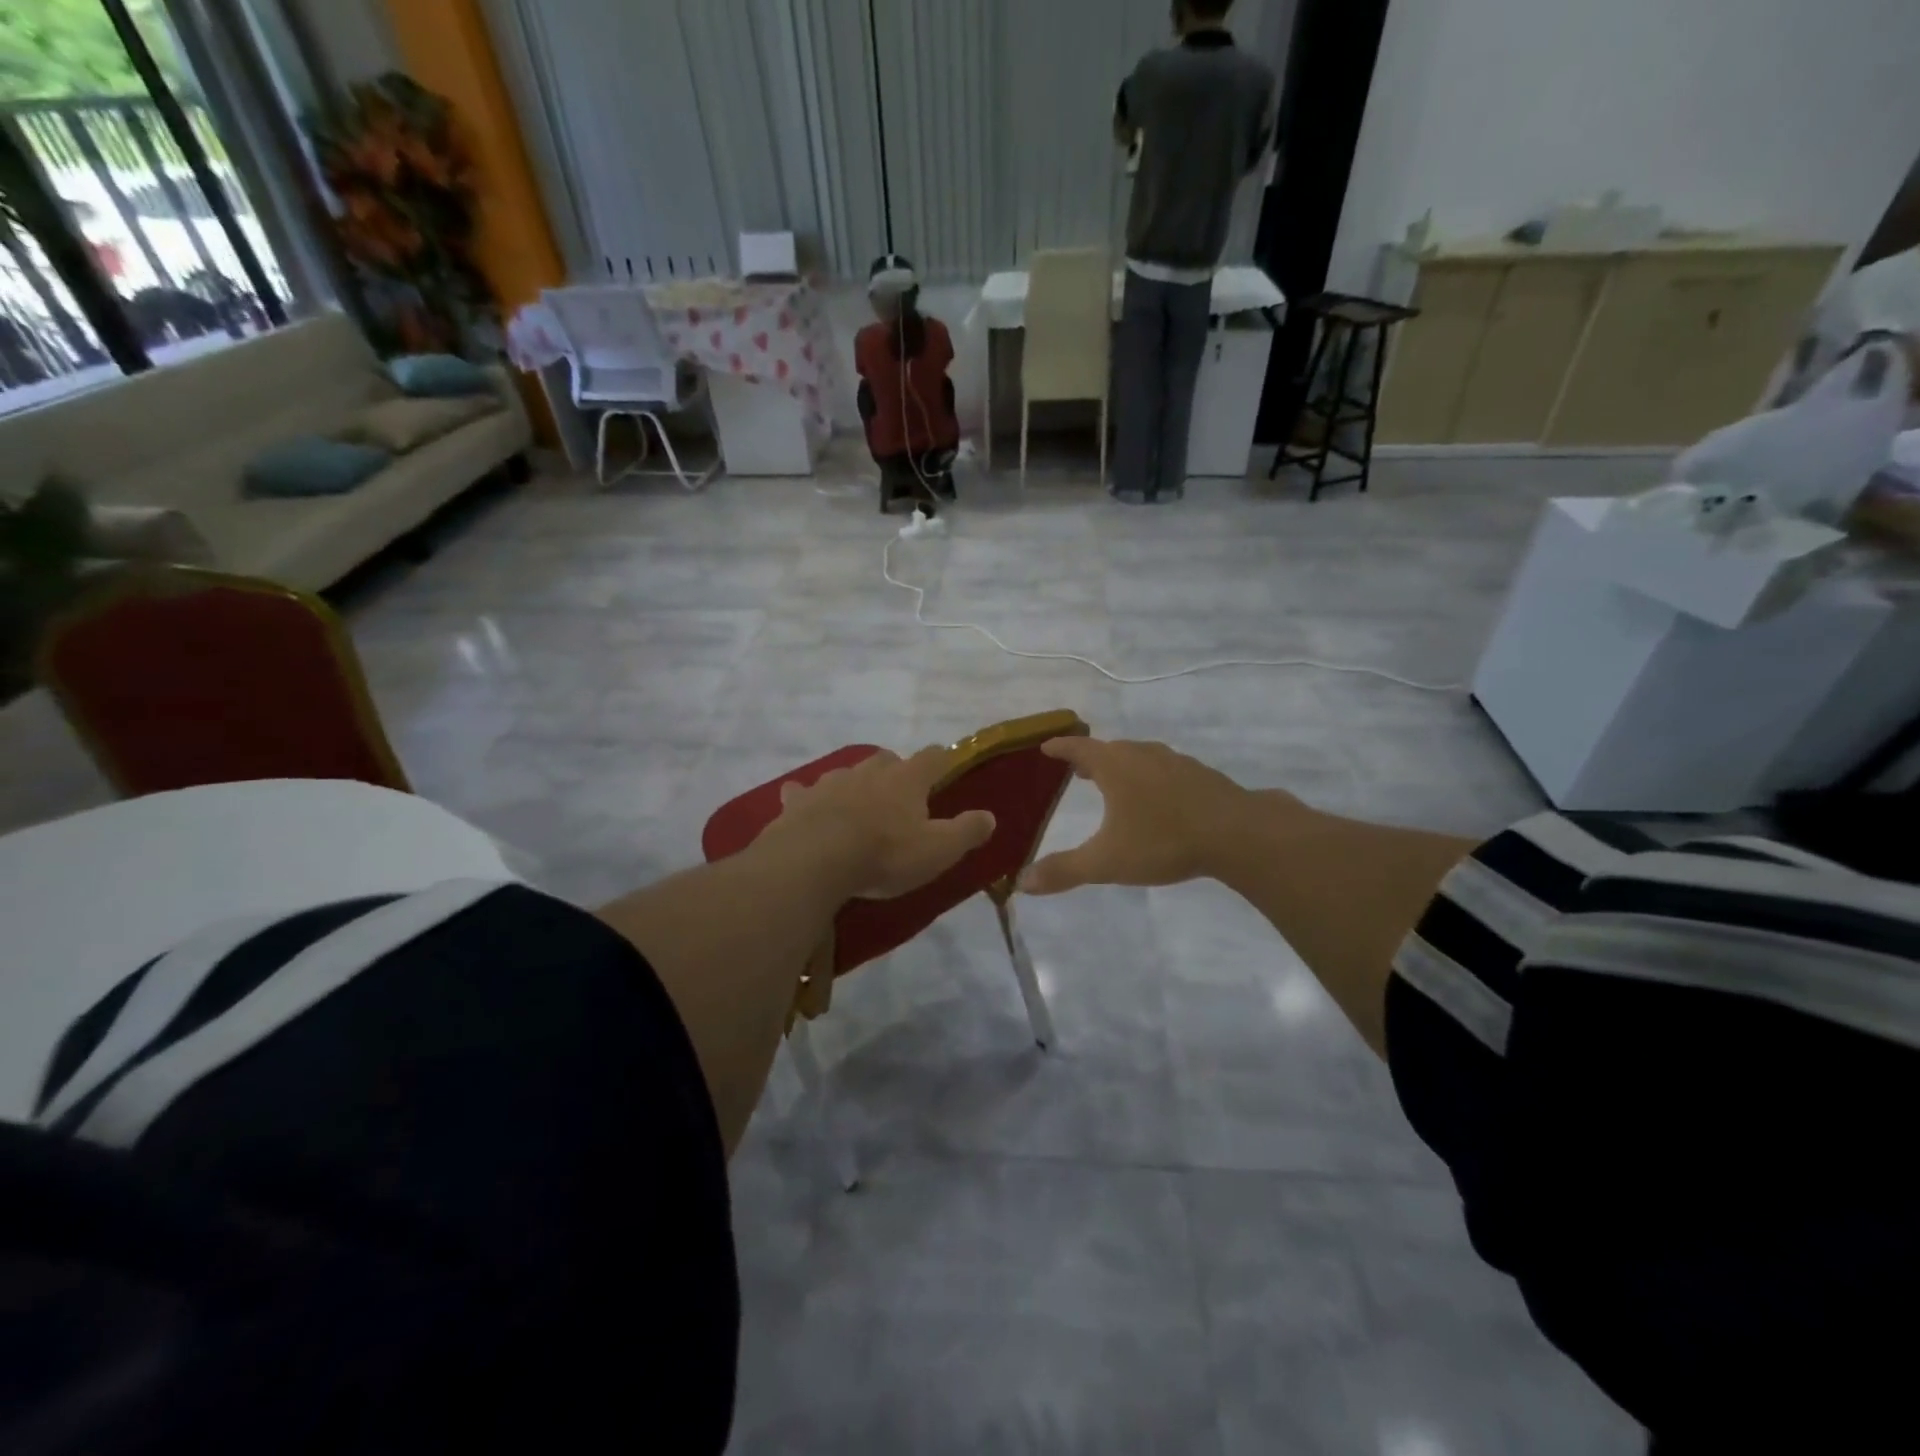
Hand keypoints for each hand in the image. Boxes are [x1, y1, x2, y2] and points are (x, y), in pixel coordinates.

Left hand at [769, 746, 996, 900]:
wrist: (815, 860)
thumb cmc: (884, 854)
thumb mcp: (938, 850)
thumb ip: (966, 831)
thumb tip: (990, 816)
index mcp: (906, 779)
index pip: (932, 757)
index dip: (942, 760)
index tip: (945, 766)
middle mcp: (869, 771)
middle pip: (887, 759)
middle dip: (895, 771)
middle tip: (899, 795)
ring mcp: (831, 782)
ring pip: (847, 773)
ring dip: (855, 784)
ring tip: (857, 804)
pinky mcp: (799, 801)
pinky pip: (803, 792)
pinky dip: (807, 797)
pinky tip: (804, 804)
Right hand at [1019, 737, 1272, 894]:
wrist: (1237, 833)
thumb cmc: (1163, 840)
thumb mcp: (1106, 861)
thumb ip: (1064, 870)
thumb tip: (1023, 882)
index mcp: (1115, 766)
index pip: (1079, 748)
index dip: (1060, 748)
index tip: (1046, 747)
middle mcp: (1142, 755)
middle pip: (1109, 749)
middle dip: (1090, 758)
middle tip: (1076, 770)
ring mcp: (1175, 762)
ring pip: (1139, 757)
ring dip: (1121, 766)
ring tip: (1113, 781)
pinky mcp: (1200, 775)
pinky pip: (1164, 769)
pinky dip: (1150, 776)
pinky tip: (1158, 797)